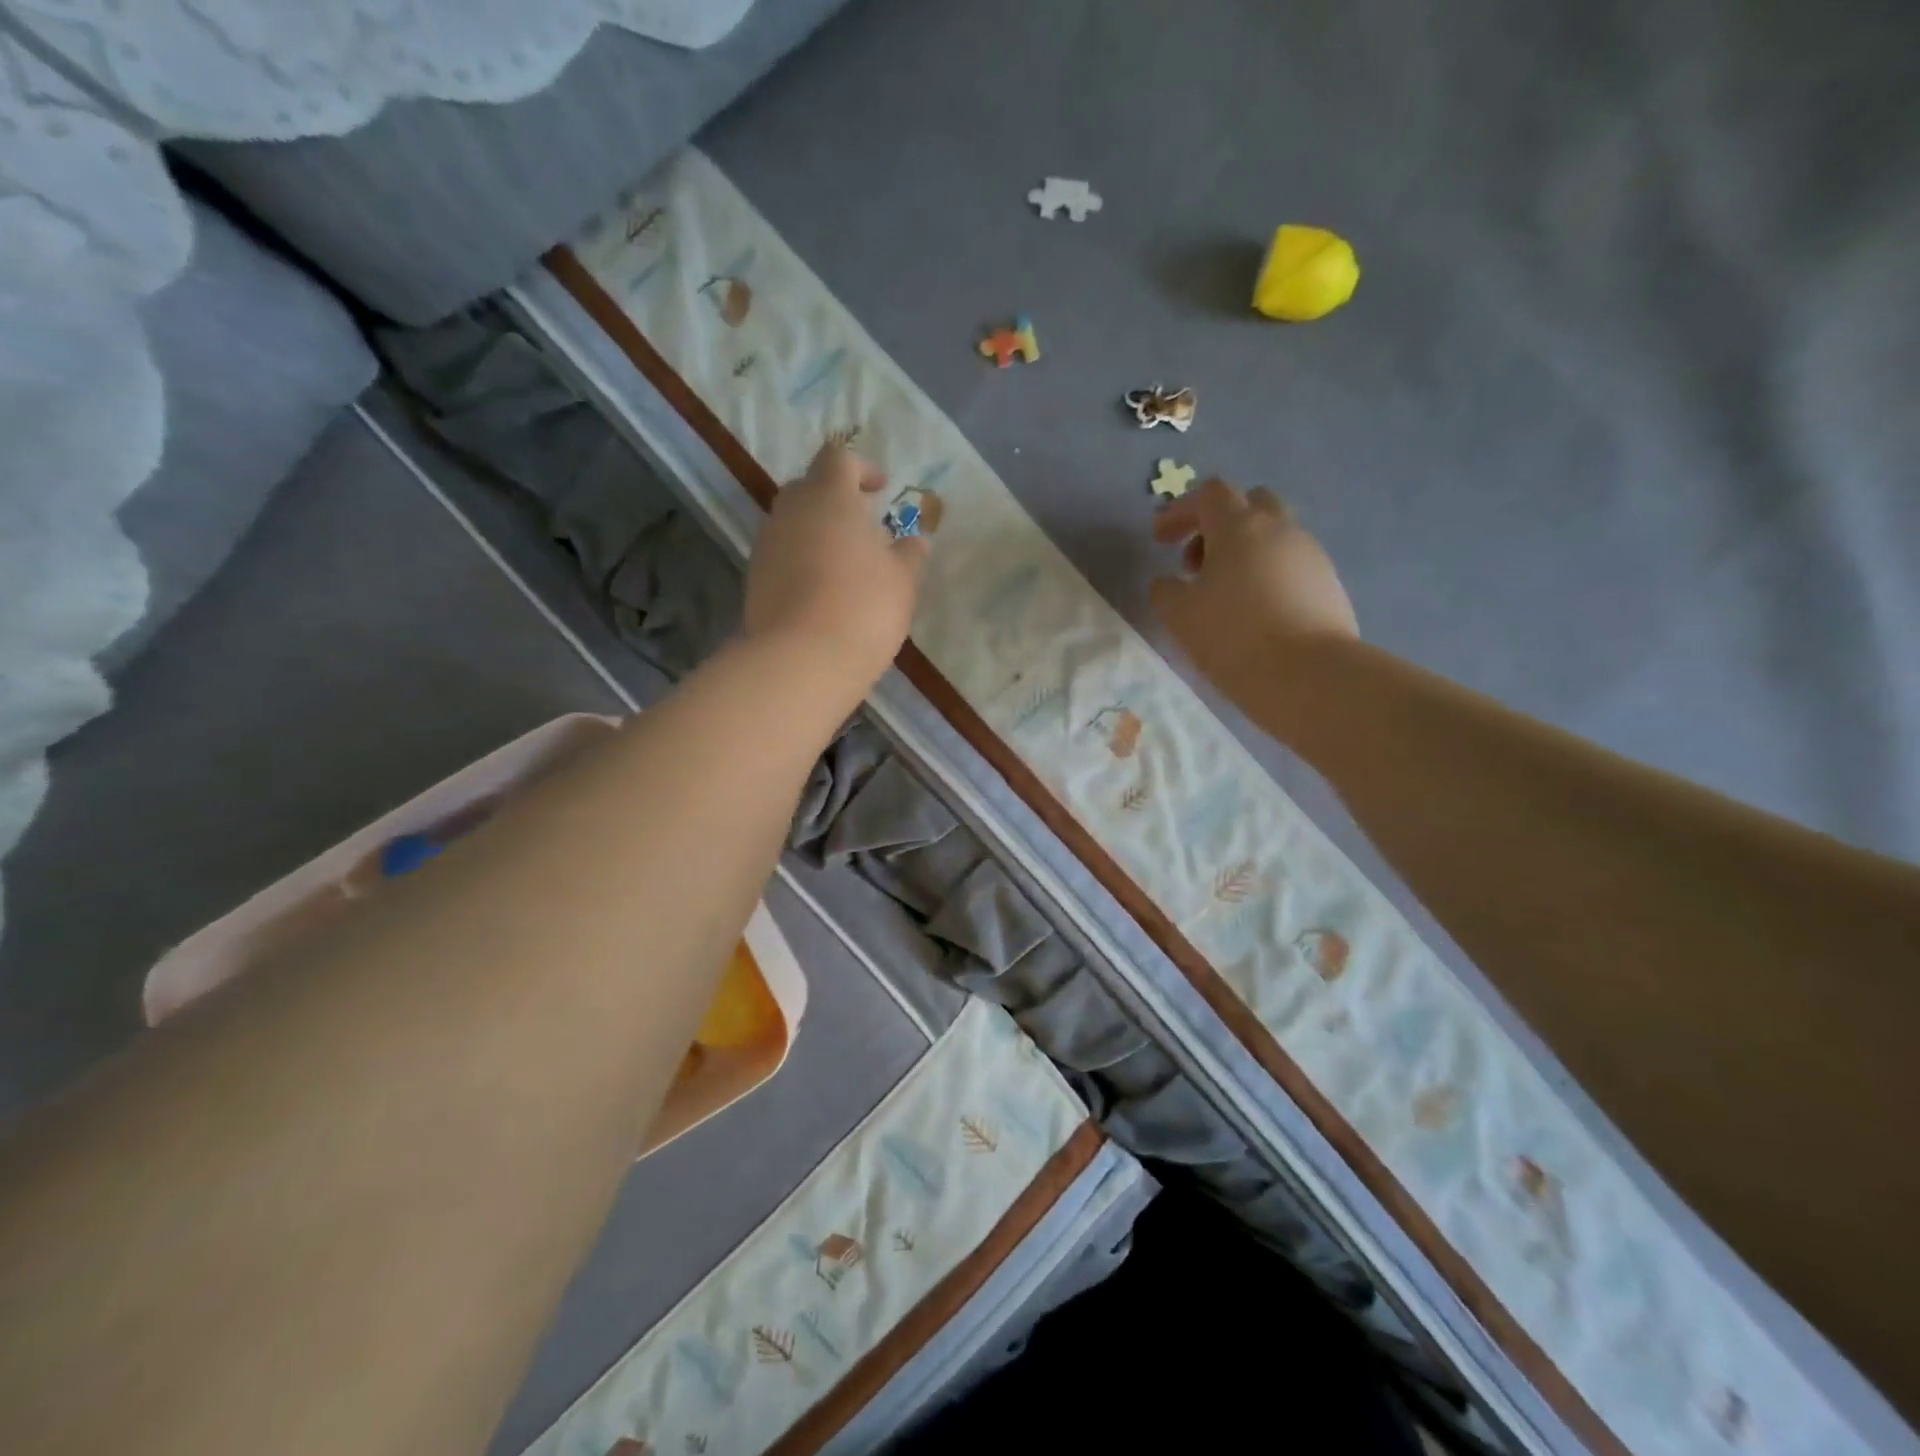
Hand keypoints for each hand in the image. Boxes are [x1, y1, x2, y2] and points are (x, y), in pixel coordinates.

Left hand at [743, 444, 928, 691]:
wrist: (801, 660)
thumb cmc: (863, 607)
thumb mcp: (902, 581)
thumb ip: (909, 555)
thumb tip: (915, 540)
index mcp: (829, 496)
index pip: (838, 459)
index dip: (861, 468)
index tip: (880, 490)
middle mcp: (790, 511)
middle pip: (809, 488)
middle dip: (835, 500)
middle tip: (863, 527)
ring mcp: (767, 546)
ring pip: (793, 524)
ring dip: (817, 534)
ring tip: (846, 564)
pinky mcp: (754, 580)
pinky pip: (782, 557)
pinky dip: (802, 563)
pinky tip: (824, 592)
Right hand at [1149, 479, 1357, 696]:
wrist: (1308, 676)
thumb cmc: (1232, 637)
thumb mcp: (1178, 615)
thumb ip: (1165, 590)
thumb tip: (1167, 582)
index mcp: (1239, 526)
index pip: (1209, 494)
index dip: (1180, 511)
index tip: (1160, 539)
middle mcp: (1280, 528)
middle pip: (1249, 503)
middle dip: (1218, 525)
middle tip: (1196, 563)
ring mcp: (1310, 554)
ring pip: (1273, 535)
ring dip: (1244, 551)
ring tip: (1224, 594)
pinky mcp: (1329, 583)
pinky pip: (1291, 564)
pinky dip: (1267, 575)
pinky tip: (1255, 612)